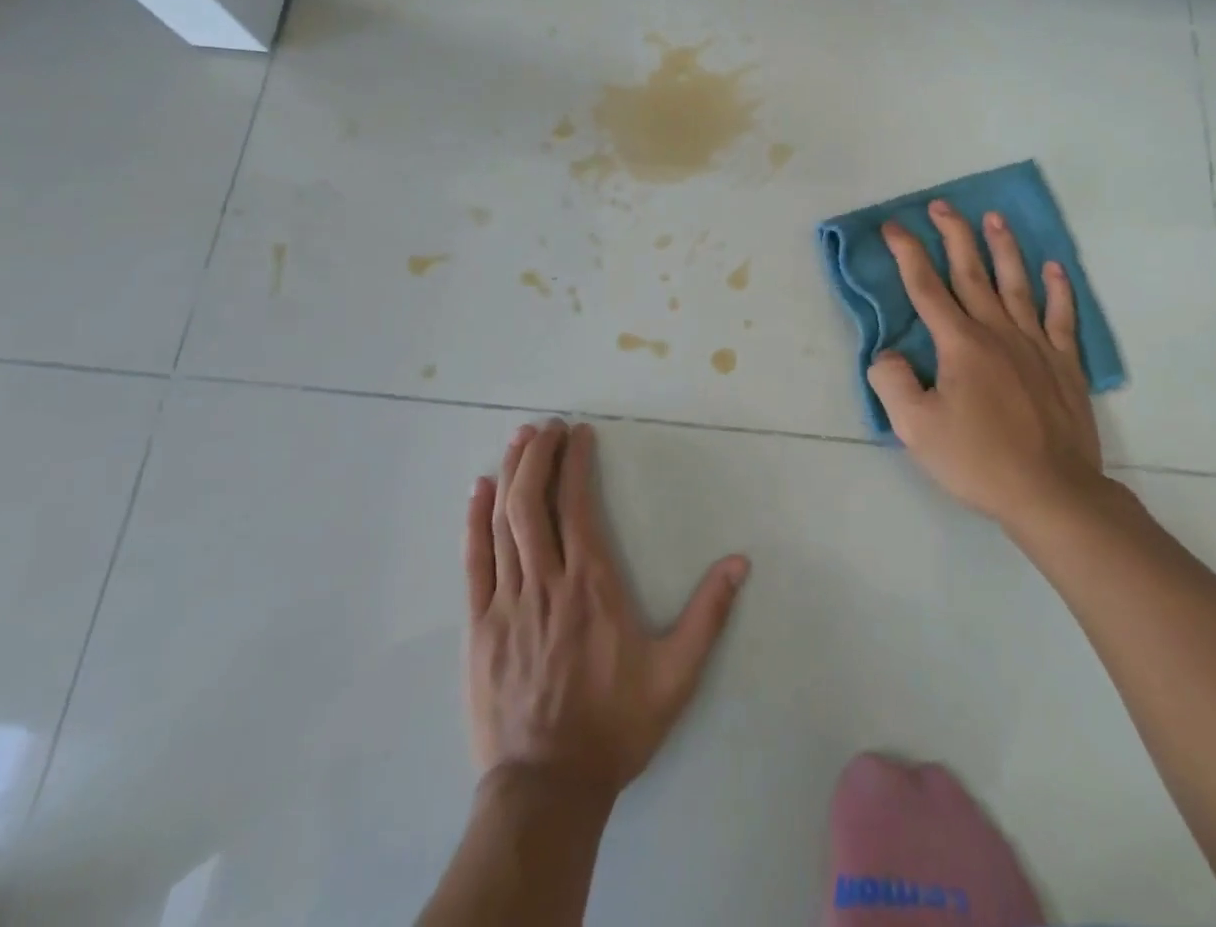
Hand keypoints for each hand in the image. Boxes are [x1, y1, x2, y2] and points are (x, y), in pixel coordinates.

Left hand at [464, 418, 749, 801]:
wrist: (547, 788)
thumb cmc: (614, 726)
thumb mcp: (675, 676)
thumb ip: (708, 615)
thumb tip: (740, 562)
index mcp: (591, 585)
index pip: (578, 505)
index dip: (575, 462)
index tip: (579, 433)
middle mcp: (547, 581)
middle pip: (534, 502)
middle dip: (539, 455)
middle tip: (547, 426)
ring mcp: (507, 601)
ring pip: (504, 521)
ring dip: (511, 474)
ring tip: (519, 439)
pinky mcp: (479, 625)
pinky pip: (474, 560)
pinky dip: (475, 519)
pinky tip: (479, 490)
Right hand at [867, 201, 1112, 533]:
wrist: (1052, 494)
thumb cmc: (978, 460)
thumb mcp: (916, 429)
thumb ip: (893, 382)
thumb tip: (888, 354)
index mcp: (960, 344)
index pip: (926, 287)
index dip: (906, 253)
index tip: (892, 226)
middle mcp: (997, 332)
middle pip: (971, 273)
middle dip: (953, 235)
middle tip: (941, 205)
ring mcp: (1036, 345)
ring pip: (1016, 284)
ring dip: (1003, 248)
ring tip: (995, 218)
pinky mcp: (1065, 365)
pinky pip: (1061, 318)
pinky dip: (1059, 290)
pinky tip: (1055, 269)